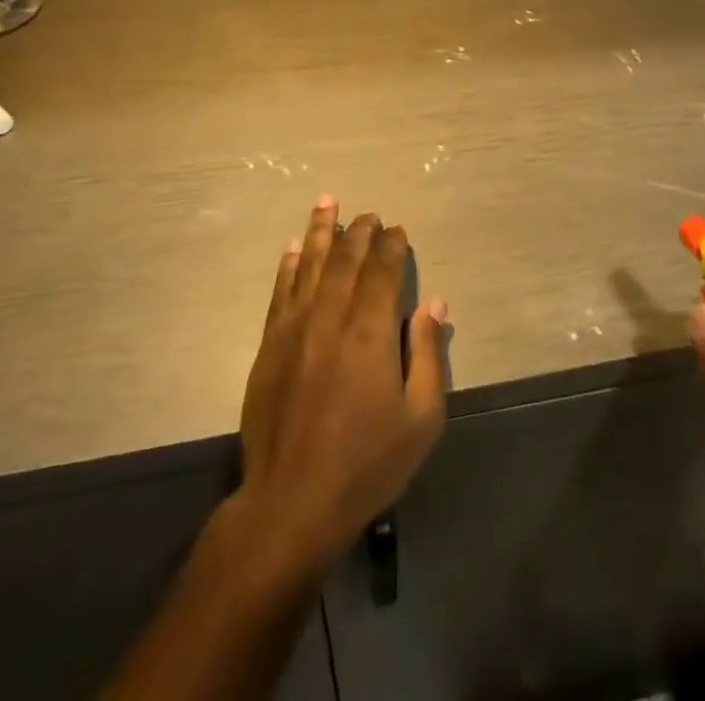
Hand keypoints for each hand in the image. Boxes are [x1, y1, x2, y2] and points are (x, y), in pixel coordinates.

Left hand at [235, 196, 448, 582]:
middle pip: (346, 259)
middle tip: (369, 214)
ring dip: (320, 231)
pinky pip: (280, 292)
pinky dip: (289, 266)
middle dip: (359, 232)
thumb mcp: (420, 419)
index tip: (398, 230)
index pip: (383, 271)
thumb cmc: (366, 463)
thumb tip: (435, 303)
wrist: (291, 502)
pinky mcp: (270, 345)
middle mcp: (331, 316)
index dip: (392, 246)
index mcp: (370, 331)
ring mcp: (295, 328)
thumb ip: (427, 354)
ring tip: (327, 202)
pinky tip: (294, 249)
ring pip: (310, 265)